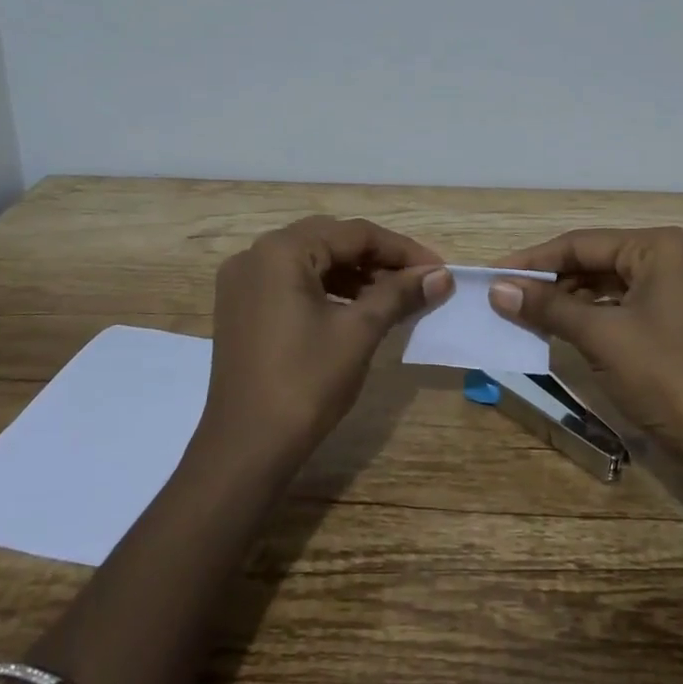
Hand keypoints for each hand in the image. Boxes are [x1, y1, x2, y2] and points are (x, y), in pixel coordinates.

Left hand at [207, 216, 451, 463]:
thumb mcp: (359, 332)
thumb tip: (441, 275)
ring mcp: (243, 283)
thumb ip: (400, 294)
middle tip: (418, 280)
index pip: (353, 234)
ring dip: (354, 274)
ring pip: (311, 262)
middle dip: (378, 259)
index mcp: (281, 251)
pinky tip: (357, 310)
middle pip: (331, 240)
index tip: (438, 269)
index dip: (401, 249)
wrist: (246, 449)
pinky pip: (292, 283)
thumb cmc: (305, 383)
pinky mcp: (241, 308)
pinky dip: (328, 290)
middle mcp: (256, 255)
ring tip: (394, 297)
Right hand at [489, 226, 682, 460]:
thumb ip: (548, 306)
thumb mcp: (600, 335)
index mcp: (659, 248)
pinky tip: (558, 330)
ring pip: (606, 286)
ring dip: (566, 301)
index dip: (533, 259)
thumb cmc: (665, 375)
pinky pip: (620, 309)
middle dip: (549, 280)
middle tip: (503, 296)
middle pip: (594, 261)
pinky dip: (588, 318)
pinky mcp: (674, 325)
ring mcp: (675, 294)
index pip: (582, 243)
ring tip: (522, 313)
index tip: (492, 274)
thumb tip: (497, 288)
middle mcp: (670, 260)